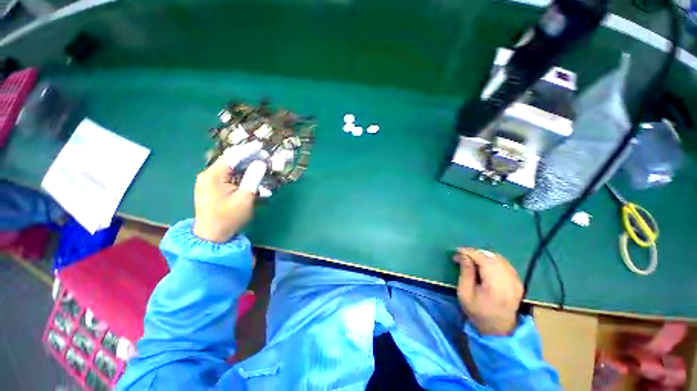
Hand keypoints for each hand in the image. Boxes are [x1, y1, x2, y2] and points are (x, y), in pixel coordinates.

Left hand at [193, 142, 266, 242]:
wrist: (212, 236)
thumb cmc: (229, 217)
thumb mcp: (244, 198)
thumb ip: (253, 178)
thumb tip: (260, 163)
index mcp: (213, 175)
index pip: (232, 156)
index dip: (248, 150)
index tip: (261, 145)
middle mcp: (208, 174)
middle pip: (230, 160)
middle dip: (248, 156)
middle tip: (264, 155)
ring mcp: (208, 181)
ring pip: (229, 167)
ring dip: (244, 164)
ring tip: (260, 162)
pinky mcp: (211, 187)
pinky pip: (227, 174)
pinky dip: (239, 172)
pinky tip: (249, 172)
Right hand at [453, 248, 522, 335]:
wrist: (499, 329)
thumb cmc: (478, 312)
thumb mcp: (464, 294)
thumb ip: (465, 272)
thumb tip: (463, 255)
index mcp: (495, 286)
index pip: (484, 260)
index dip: (470, 252)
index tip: (457, 251)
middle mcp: (509, 281)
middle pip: (492, 257)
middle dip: (476, 252)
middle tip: (463, 255)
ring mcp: (516, 281)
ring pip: (499, 258)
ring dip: (484, 255)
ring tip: (472, 258)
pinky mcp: (518, 281)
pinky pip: (505, 263)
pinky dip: (493, 260)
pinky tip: (484, 263)